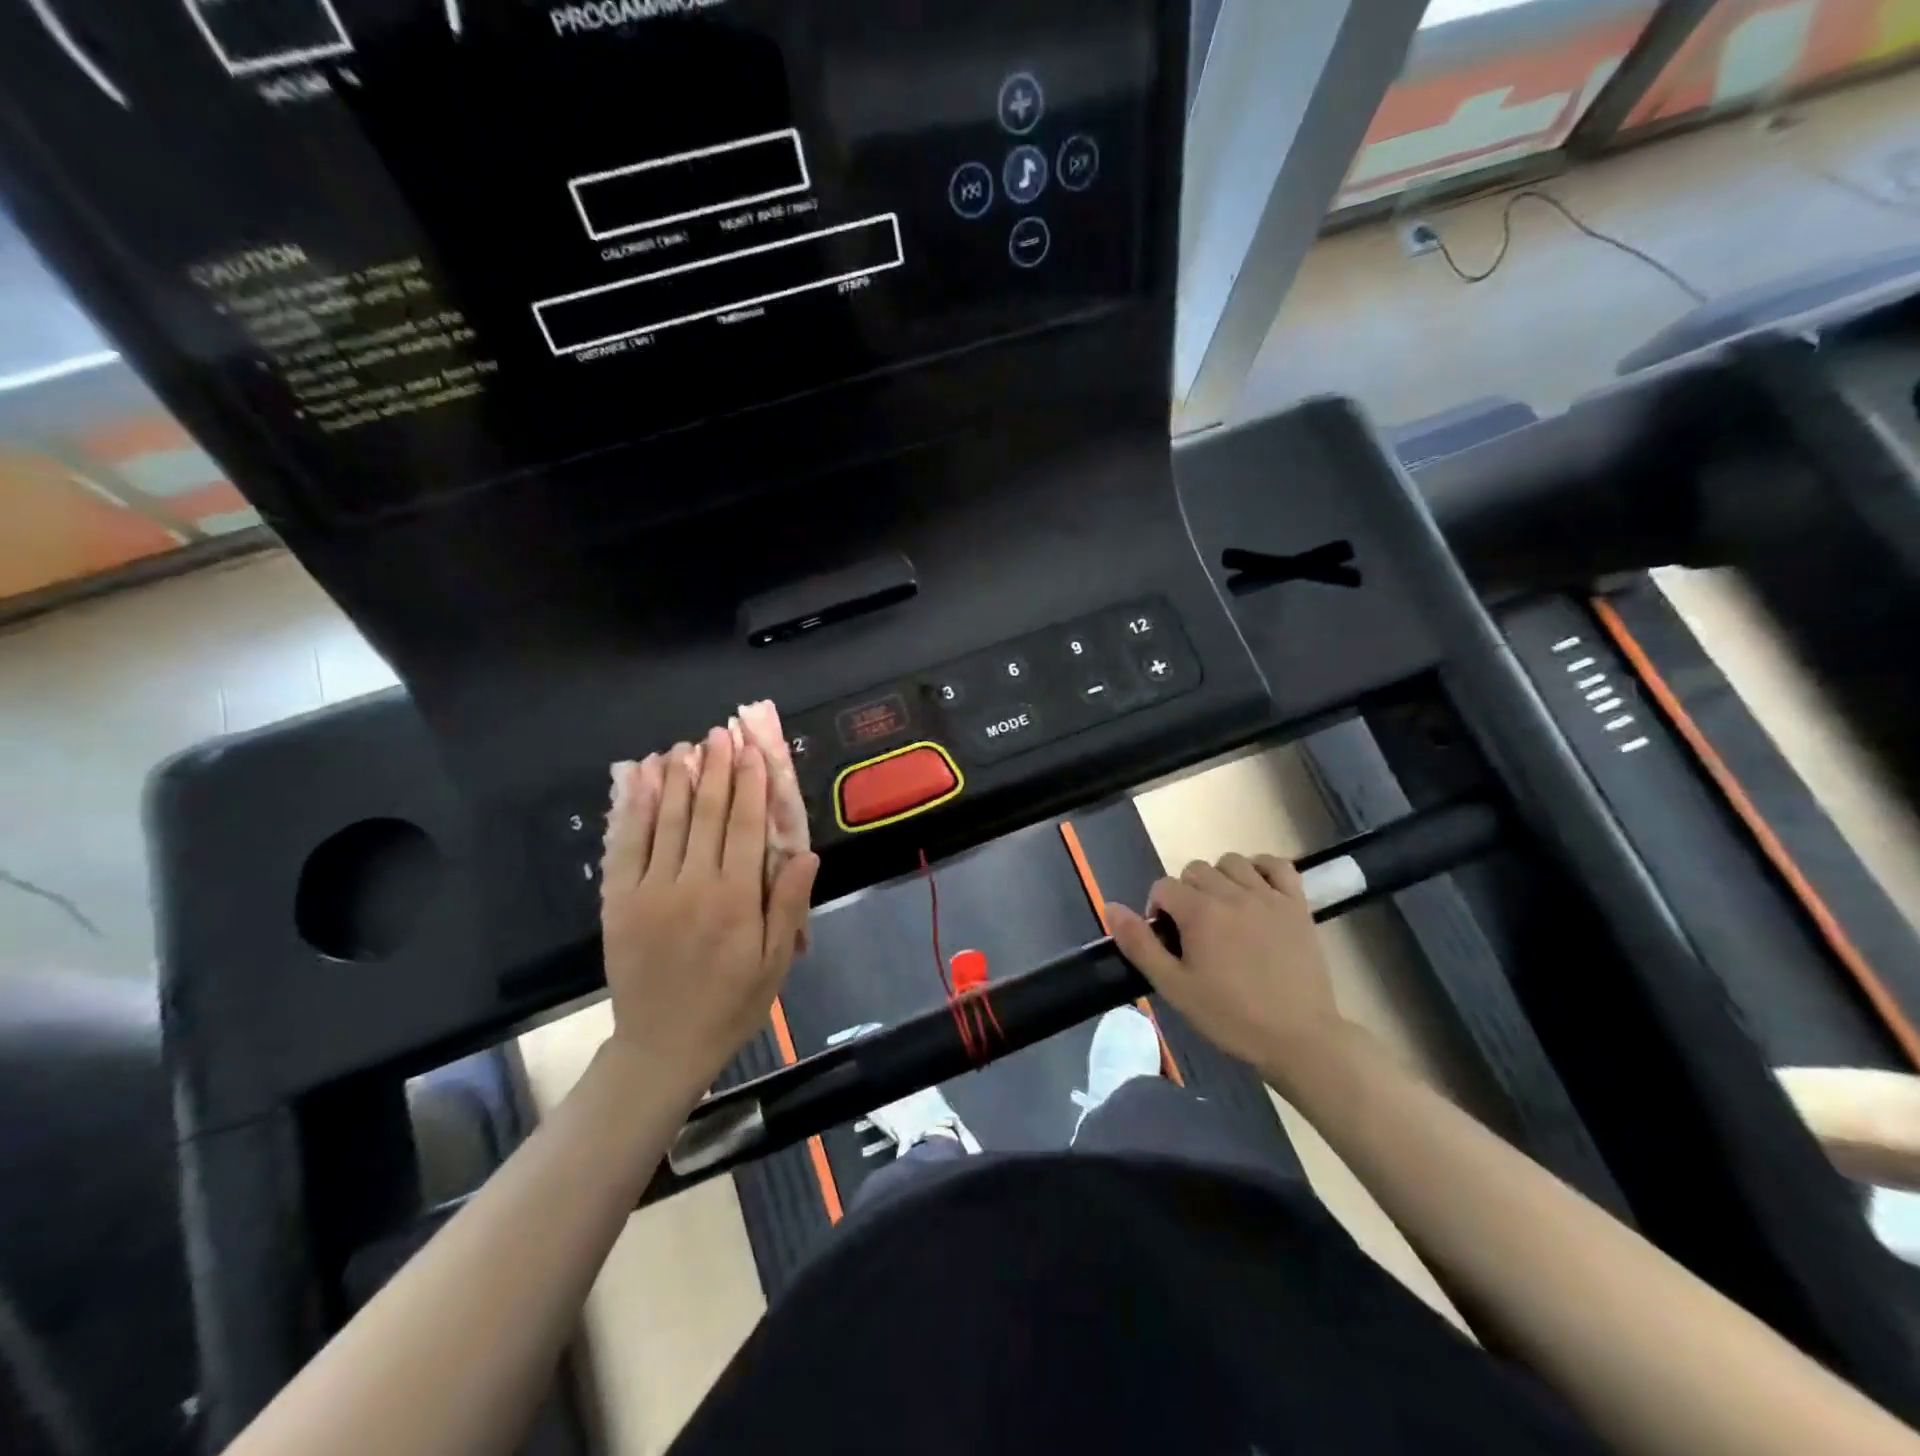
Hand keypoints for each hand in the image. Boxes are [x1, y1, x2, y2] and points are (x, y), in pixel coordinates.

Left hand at [600, 727, 818, 1101]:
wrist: (662, 1045)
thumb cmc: (731, 1003)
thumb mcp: (775, 962)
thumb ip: (788, 905)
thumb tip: (805, 852)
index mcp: (735, 899)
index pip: (744, 826)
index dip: (750, 784)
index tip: (753, 751)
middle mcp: (691, 885)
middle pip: (704, 813)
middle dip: (715, 770)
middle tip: (720, 735)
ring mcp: (649, 890)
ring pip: (665, 820)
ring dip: (675, 778)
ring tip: (684, 747)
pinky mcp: (619, 901)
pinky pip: (626, 845)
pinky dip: (633, 808)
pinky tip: (639, 780)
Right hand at [1107, 853, 1345, 1079]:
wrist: (1300, 1039)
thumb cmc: (1232, 1017)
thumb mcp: (1175, 987)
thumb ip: (1140, 945)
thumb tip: (1110, 907)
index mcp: (1200, 912)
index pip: (1163, 887)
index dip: (1157, 911)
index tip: (1168, 942)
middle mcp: (1232, 893)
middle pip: (1195, 870)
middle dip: (1185, 894)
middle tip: (1194, 932)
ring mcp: (1268, 896)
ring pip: (1232, 862)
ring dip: (1220, 879)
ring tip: (1223, 911)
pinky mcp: (1297, 905)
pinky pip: (1278, 865)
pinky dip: (1262, 869)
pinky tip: (1256, 891)